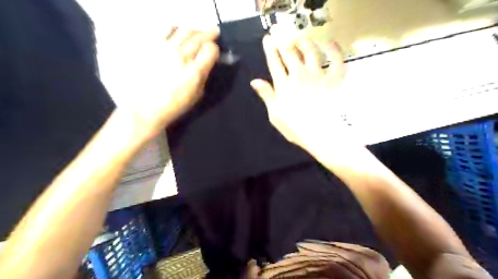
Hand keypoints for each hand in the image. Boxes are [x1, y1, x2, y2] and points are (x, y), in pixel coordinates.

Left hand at [126, 25, 218, 138]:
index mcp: (194, 72)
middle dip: (208, 32)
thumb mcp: (196, 95)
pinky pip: (165, 30)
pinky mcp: (151, 47)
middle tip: (213, 30)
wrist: (144, 107)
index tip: (213, 50)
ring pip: (183, 30)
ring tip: (197, 29)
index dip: (214, 48)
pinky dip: (175, 28)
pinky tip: (178, 29)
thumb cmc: (174, 105)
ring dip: (193, 28)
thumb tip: (207, 63)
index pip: (210, 50)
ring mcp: (164, 49)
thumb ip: (203, 76)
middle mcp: (181, 57)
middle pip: (198, 37)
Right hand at [251, 35, 351, 157]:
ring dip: (303, 42)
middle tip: (279, 31)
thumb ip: (266, 95)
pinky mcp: (334, 78)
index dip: (270, 49)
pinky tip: (328, 43)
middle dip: (283, 40)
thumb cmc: (296, 128)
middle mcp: (299, 75)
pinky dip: (333, 49)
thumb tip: (254, 81)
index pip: (274, 62)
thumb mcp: (275, 115)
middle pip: (289, 53)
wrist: (323, 134)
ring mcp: (317, 75)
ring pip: (310, 51)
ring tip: (300, 37)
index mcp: (284, 85)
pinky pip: (335, 59)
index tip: (267, 39)